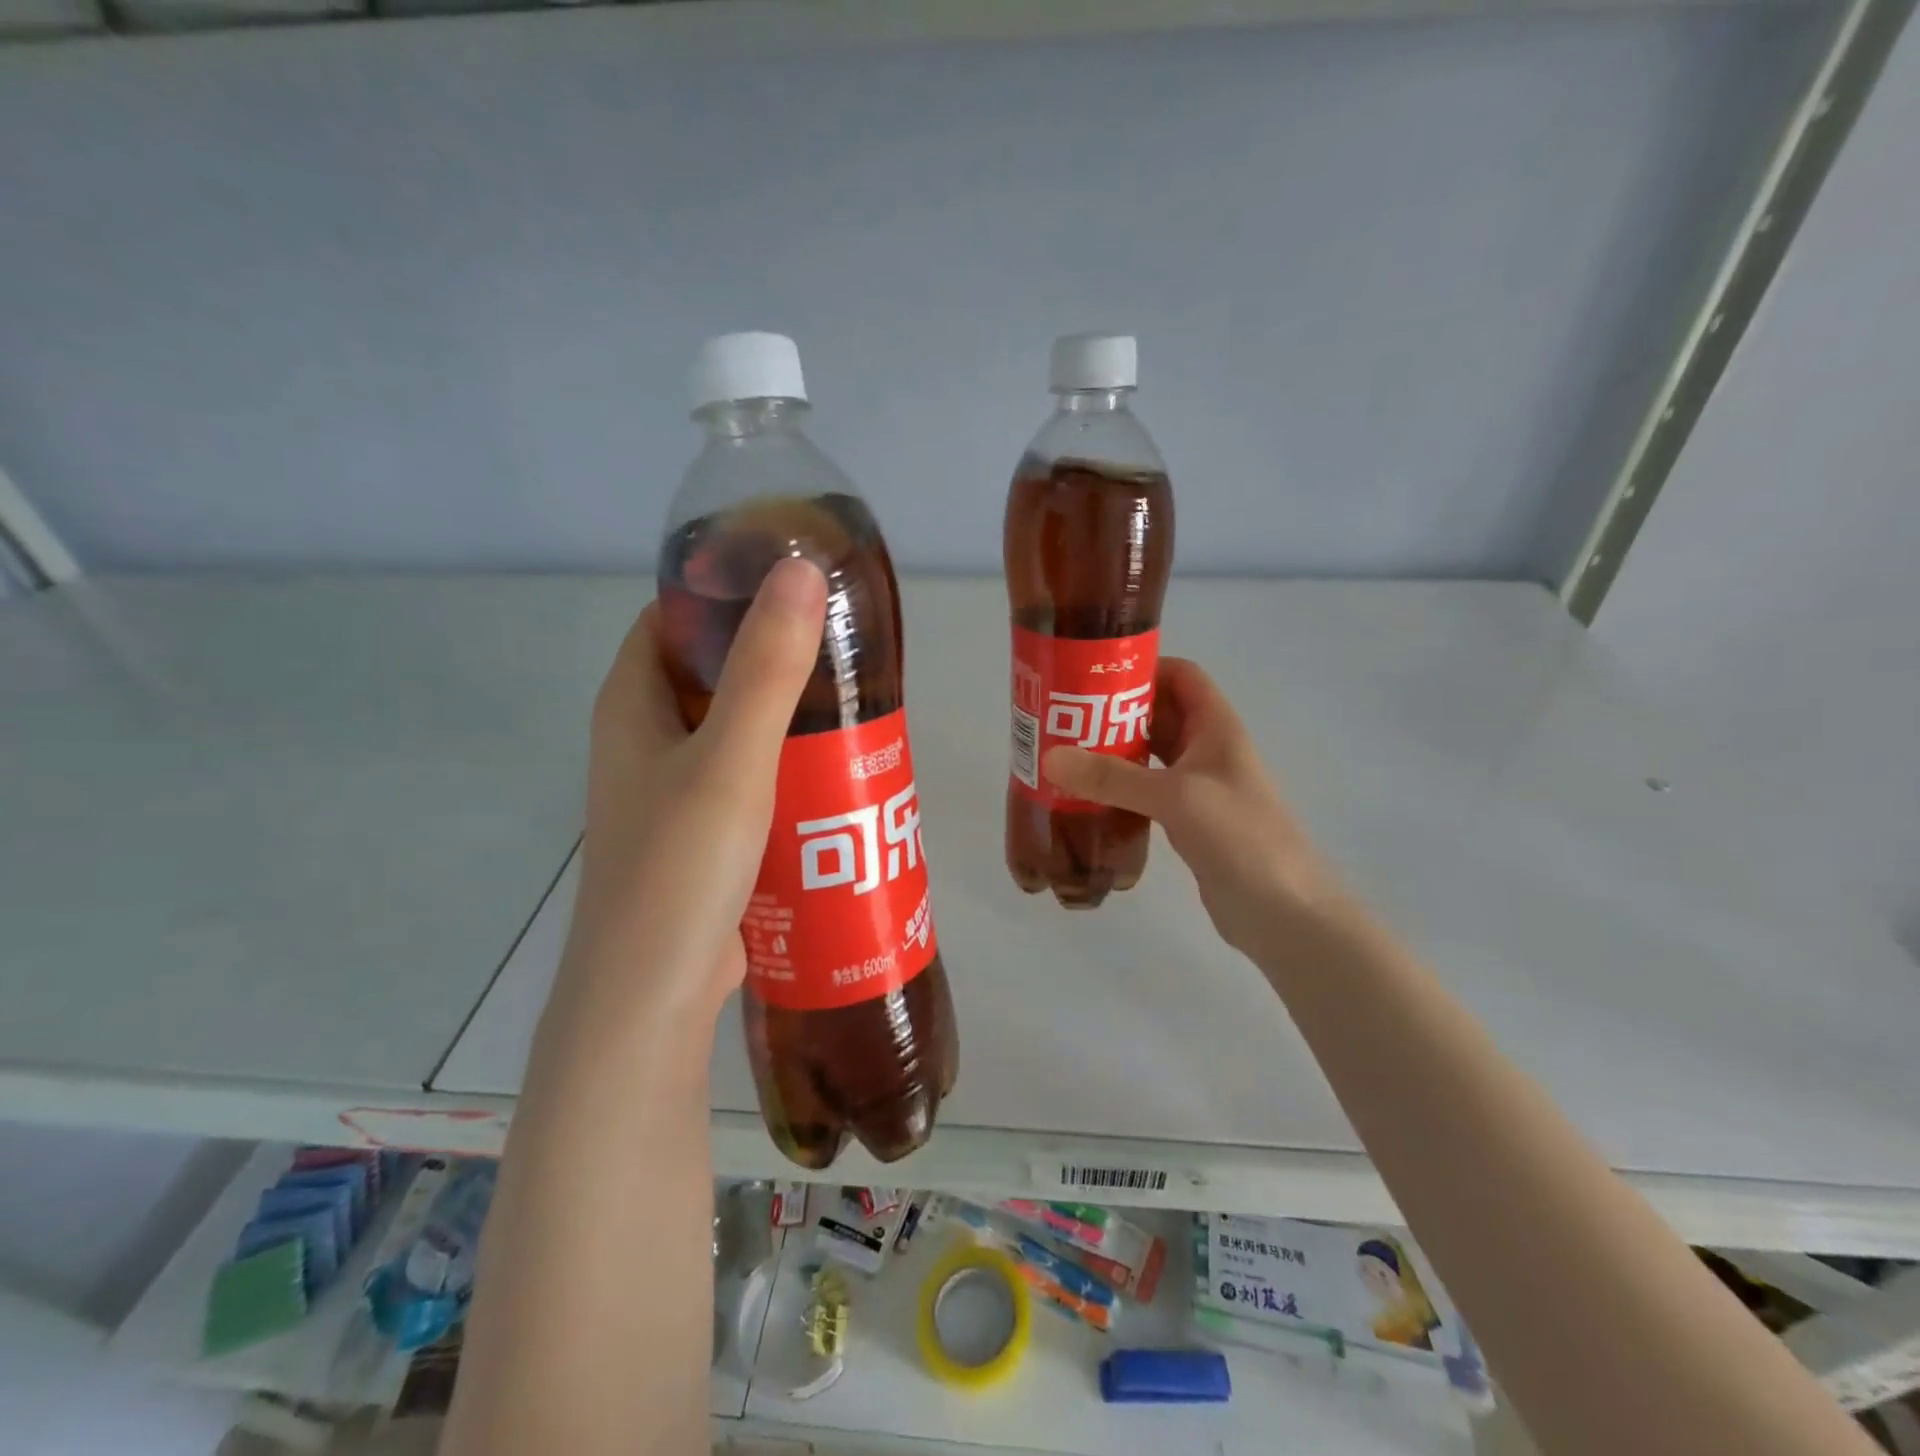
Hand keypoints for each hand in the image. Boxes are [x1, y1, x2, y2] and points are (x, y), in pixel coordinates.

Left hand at [560, 557, 827, 1026]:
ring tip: (853, 701)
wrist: (652, 998)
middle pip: (710, 674)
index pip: (670, 620)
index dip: (722, 592)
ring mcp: (673, 794)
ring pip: (735, 732)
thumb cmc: (679, 868)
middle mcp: (646, 743)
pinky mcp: (703, 837)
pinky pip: (749, 782)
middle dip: (771, 655)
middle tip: (842, 645)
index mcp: (631, 707)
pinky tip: (836, 772)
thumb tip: (798, 569)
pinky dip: (786, 768)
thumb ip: (766, 669)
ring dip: (786, 716)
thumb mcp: (730, 760)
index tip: (791, 582)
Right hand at [1042, 657, 1348, 957]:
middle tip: (1062, 716)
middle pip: (1157, 713)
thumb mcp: (1176, 797)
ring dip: (1111, 751)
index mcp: (1216, 727)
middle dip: (1113, 711)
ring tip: (1064, 753)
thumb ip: (1113, 777)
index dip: (1143, 668)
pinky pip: (1145, 791)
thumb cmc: (1241, 837)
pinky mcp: (1186, 821)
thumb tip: (1051, 758)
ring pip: (1148, 754)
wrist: (1283, 912)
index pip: (1181, 675)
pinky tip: (1085, 797)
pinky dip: (1117, 788)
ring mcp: (1197, 787)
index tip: (1092, 676)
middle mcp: (1207, 749)